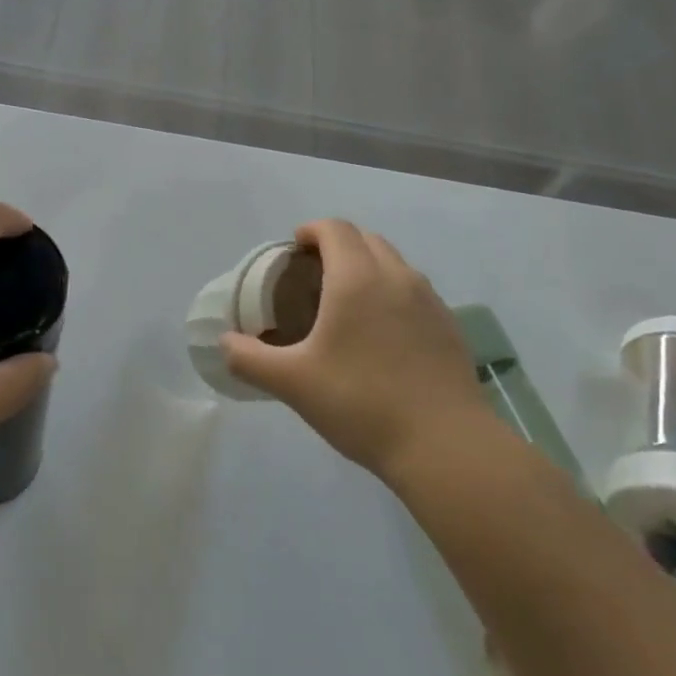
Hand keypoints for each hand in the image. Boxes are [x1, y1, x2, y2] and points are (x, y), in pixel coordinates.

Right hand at [222, 219, 491, 484]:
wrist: (446, 446)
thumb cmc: (361, 403)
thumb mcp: (292, 383)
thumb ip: (249, 359)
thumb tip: (226, 344)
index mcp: (356, 278)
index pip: (334, 229)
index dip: (310, 231)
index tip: (293, 251)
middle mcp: (396, 277)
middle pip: (365, 239)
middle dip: (338, 245)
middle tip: (313, 277)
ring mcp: (429, 301)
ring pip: (394, 263)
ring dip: (367, 267)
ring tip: (346, 303)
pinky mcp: (449, 327)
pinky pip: (414, 292)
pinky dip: (392, 293)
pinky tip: (381, 335)